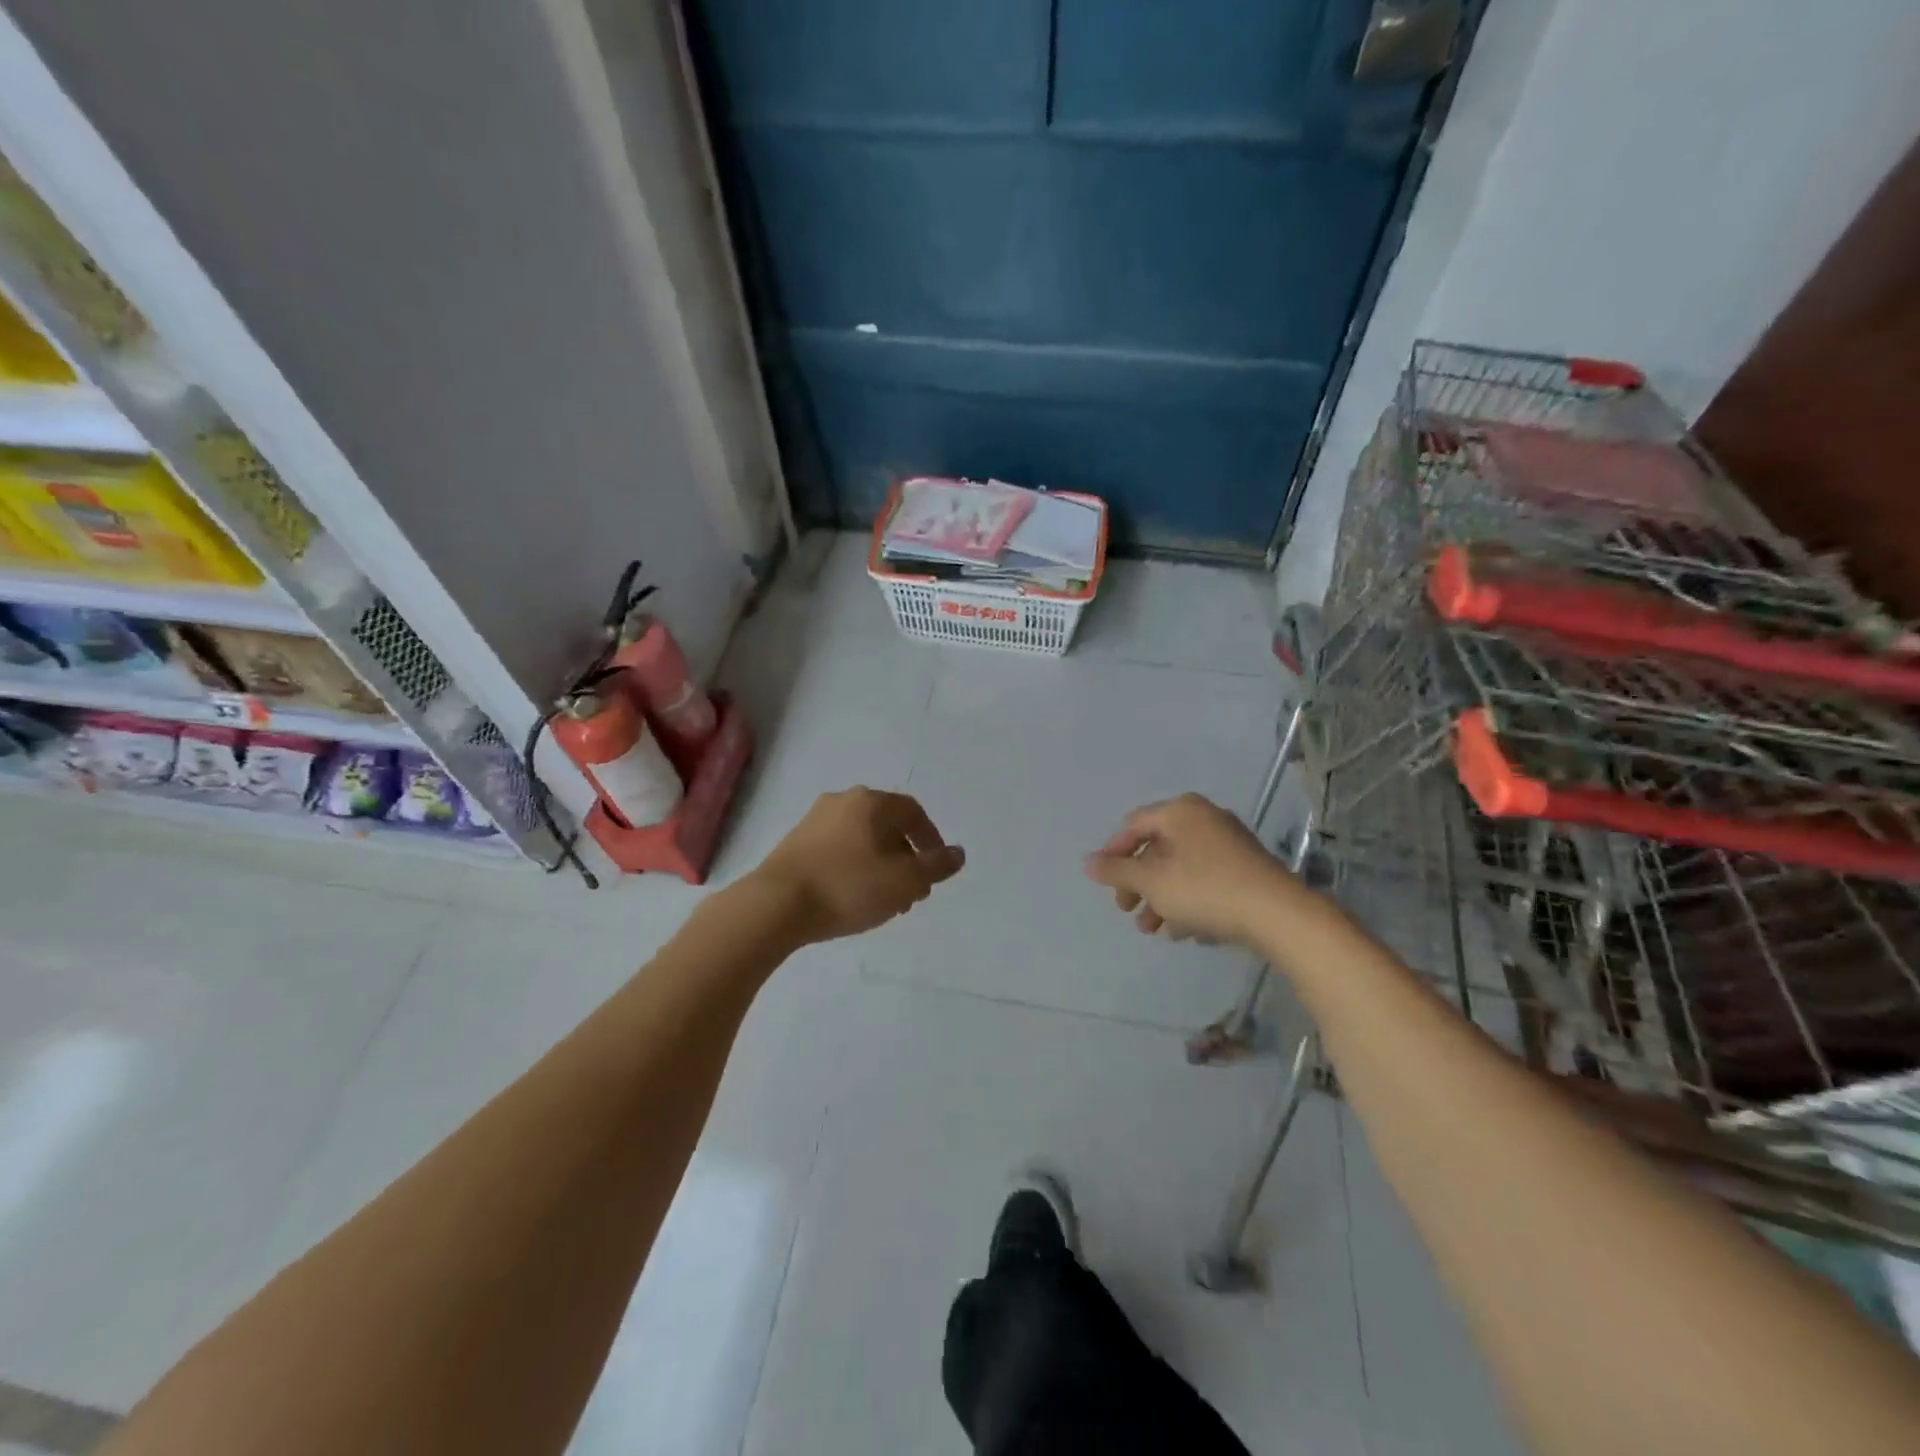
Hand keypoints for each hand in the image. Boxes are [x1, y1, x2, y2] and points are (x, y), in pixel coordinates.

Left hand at [752, 787, 964, 944]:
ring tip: (886, 901)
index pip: (913, 812)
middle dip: (905, 858)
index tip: (935, 869)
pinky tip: (853, 898)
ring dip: (881, 865)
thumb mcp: (904, 881)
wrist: (775, 905)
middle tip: (913, 892)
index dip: (930, 839)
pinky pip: (837, 850)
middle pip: (886, 825)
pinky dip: (854, 868)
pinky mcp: (794, 843)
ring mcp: (814, 821)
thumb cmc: (848, 887)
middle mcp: (842, 801)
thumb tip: (958, 853)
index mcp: (871, 802)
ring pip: (861, 839)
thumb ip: (936, 866)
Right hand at [1083, 793, 1299, 947]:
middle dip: (1138, 883)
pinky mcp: (1246, 867)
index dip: (1114, 854)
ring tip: (1153, 930)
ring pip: (1180, 868)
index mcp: (1180, 811)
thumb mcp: (1152, 883)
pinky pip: (1204, 878)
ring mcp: (1228, 842)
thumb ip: (1117, 872)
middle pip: (1157, 848)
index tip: (1106, 886)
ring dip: (1161, 897)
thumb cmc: (1205, 890)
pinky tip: (1185, 931)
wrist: (1278, 914)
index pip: (1134, 825)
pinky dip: (1188, 900)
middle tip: (1127, 911)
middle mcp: (1204, 818)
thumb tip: (1087, 862)